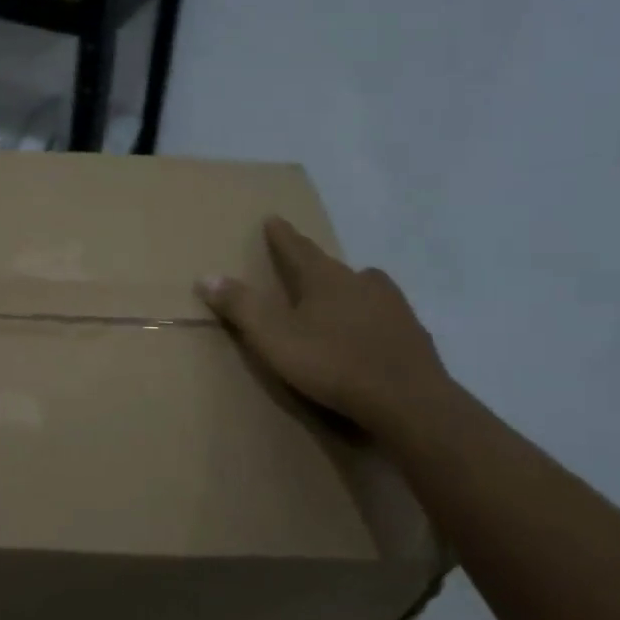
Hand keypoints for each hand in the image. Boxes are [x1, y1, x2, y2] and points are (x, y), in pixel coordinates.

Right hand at [197, 217, 451, 437]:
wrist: (407, 400)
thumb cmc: (332, 363)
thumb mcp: (274, 337)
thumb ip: (241, 307)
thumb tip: (206, 276)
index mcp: (325, 278)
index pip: (297, 249)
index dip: (282, 236)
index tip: (273, 219)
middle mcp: (361, 282)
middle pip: (333, 267)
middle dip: (315, 264)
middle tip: (304, 263)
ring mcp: (393, 306)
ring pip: (366, 287)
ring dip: (349, 288)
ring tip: (340, 296)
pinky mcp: (413, 333)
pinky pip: (385, 315)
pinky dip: (372, 317)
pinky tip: (369, 333)